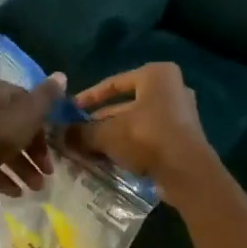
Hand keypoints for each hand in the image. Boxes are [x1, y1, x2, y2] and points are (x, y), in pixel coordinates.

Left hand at [0, 75, 63, 196]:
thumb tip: (62, 75)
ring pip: (6, 148)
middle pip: (19, 128)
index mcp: (1, 93)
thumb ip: (46, 97)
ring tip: (35, 188)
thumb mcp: (28, 113)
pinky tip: (16, 193)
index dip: (45, 124)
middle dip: (36, 152)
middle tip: (48, 172)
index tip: (56, 144)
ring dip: (23, 168)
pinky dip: (4, 177)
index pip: (30, 103)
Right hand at [69, 64, 219, 205]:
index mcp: (157, 75)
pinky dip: (130, 146)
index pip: (115, 82)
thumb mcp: (107, 133)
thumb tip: (59, 135)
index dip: (89, 96)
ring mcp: (180, 114)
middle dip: (101, 121)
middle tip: (79, 135)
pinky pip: (149, 137)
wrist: (187, 172)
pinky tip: (110, 160)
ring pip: (137, 122)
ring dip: (113, 136)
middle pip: (126, 104)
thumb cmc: (147, 137)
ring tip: (89, 150)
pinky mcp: (183, 138)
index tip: (72, 110)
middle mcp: (172, 89)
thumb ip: (82, 132)